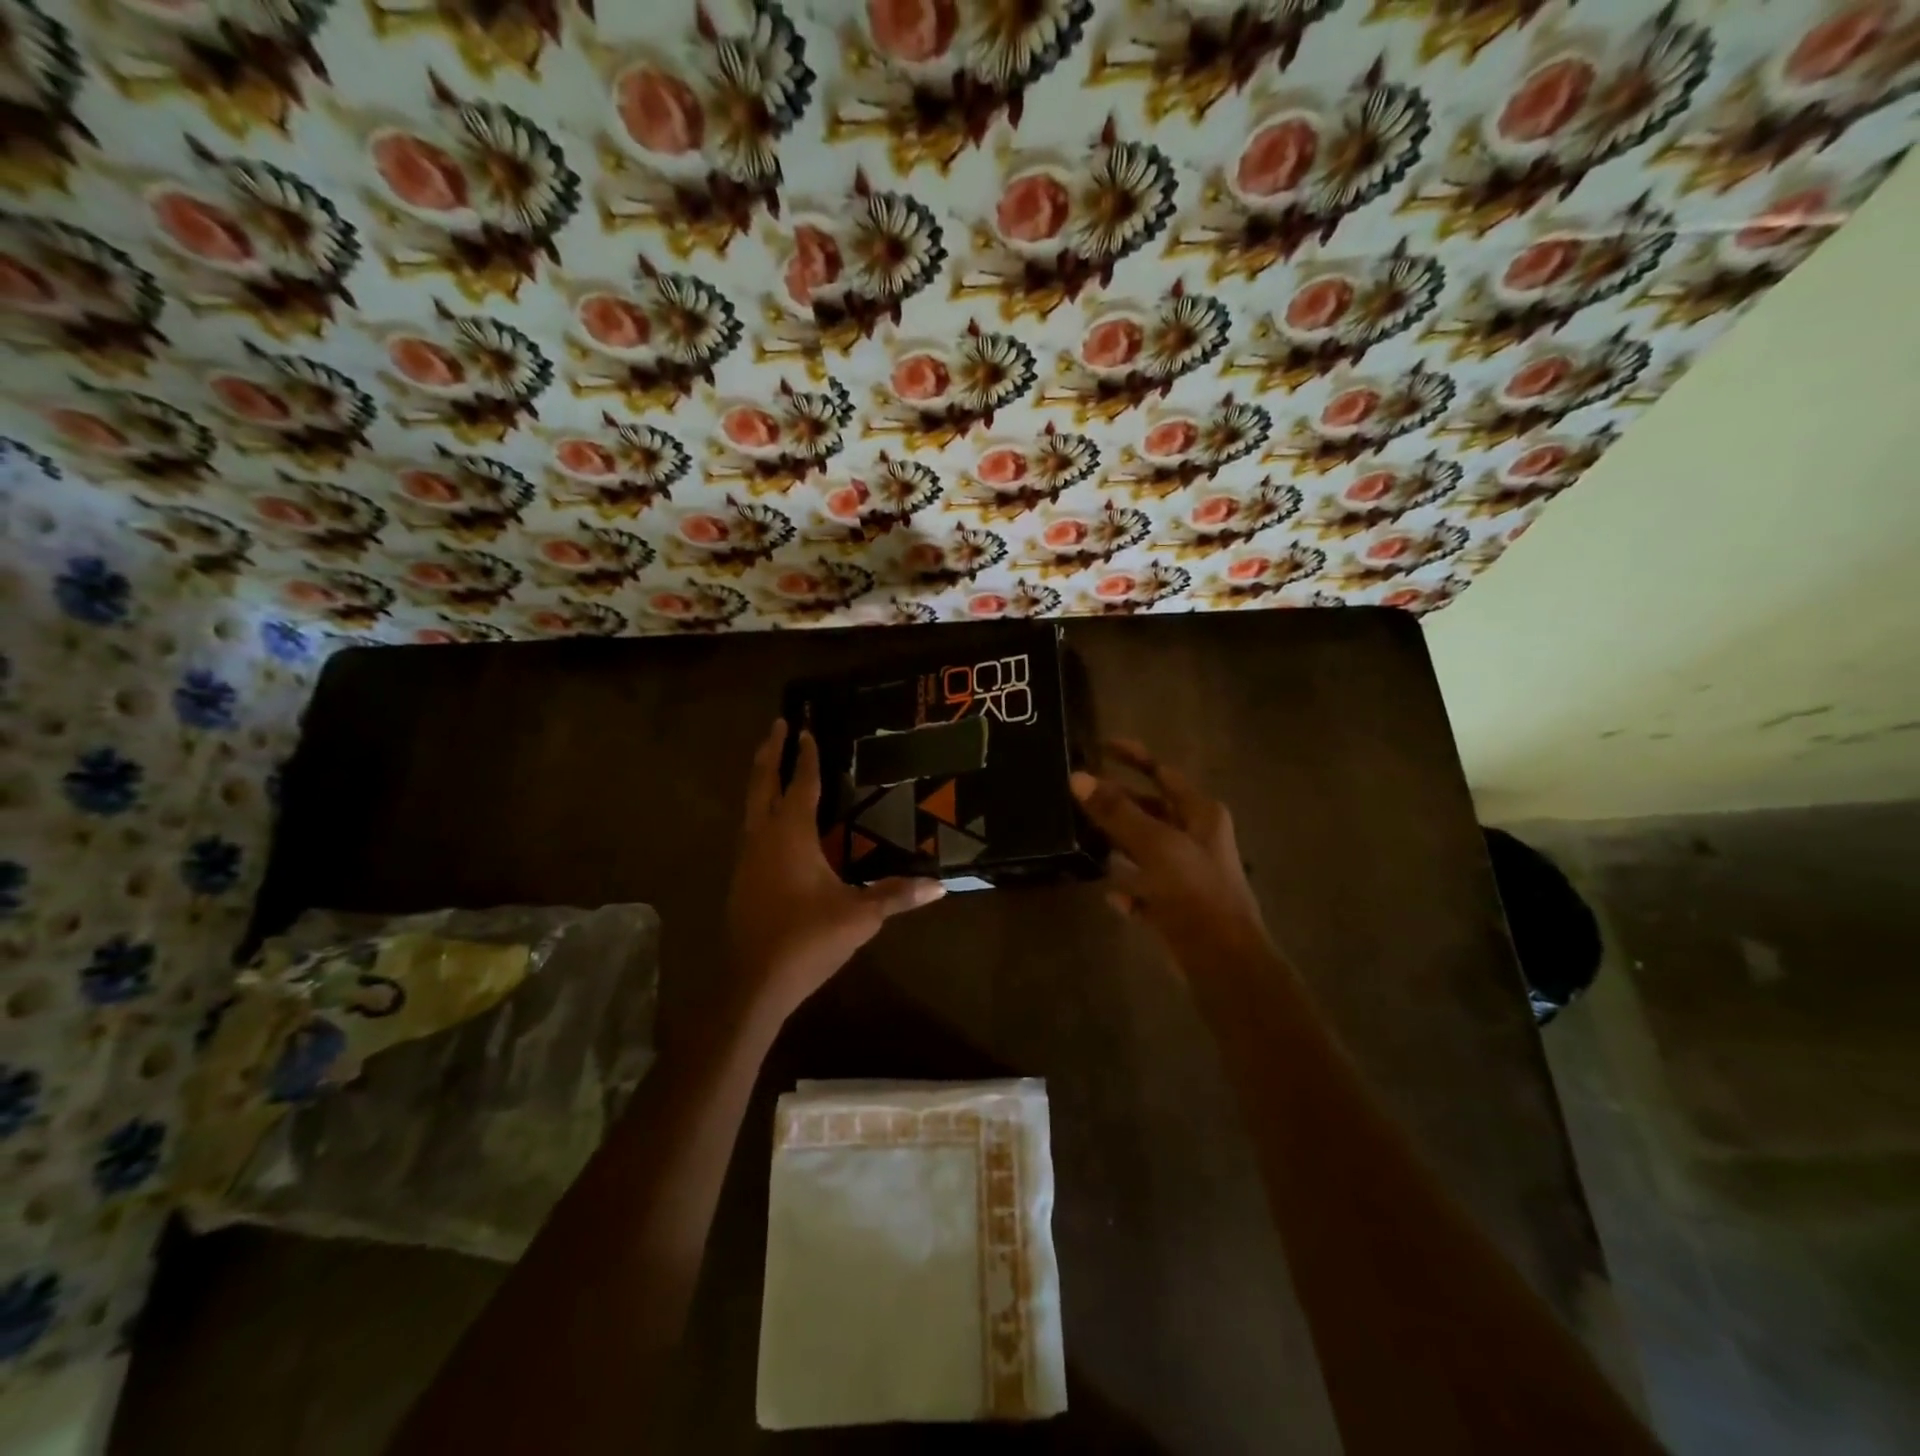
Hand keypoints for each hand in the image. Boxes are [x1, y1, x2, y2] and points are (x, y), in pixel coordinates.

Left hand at [725, 718, 945, 1018]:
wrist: (754, 982)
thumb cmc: (807, 940)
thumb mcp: (859, 916)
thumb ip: (897, 896)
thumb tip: (940, 886)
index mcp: (790, 835)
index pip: (800, 784)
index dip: (805, 756)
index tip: (805, 728)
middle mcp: (763, 837)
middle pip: (762, 784)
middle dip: (770, 752)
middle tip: (778, 724)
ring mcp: (747, 858)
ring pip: (750, 806)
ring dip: (761, 779)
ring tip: (772, 763)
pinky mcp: (741, 878)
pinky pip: (751, 829)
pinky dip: (761, 809)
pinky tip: (772, 822)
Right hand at [1071, 739, 1272, 972]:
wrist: (1223, 960)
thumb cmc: (1195, 891)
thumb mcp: (1155, 845)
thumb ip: (1117, 811)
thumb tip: (1078, 777)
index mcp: (1201, 814)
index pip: (1162, 773)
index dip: (1133, 756)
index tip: (1100, 745)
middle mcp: (1197, 839)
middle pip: (1152, 810)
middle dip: (1119, 802)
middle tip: (1081, 793)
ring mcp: (1188, 874)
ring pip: (1147, 849)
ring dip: (1120, 843)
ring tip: (1084, 835)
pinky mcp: (1178, 907)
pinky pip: (1146, 889)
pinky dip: (1129, 887)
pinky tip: (1109, 893)